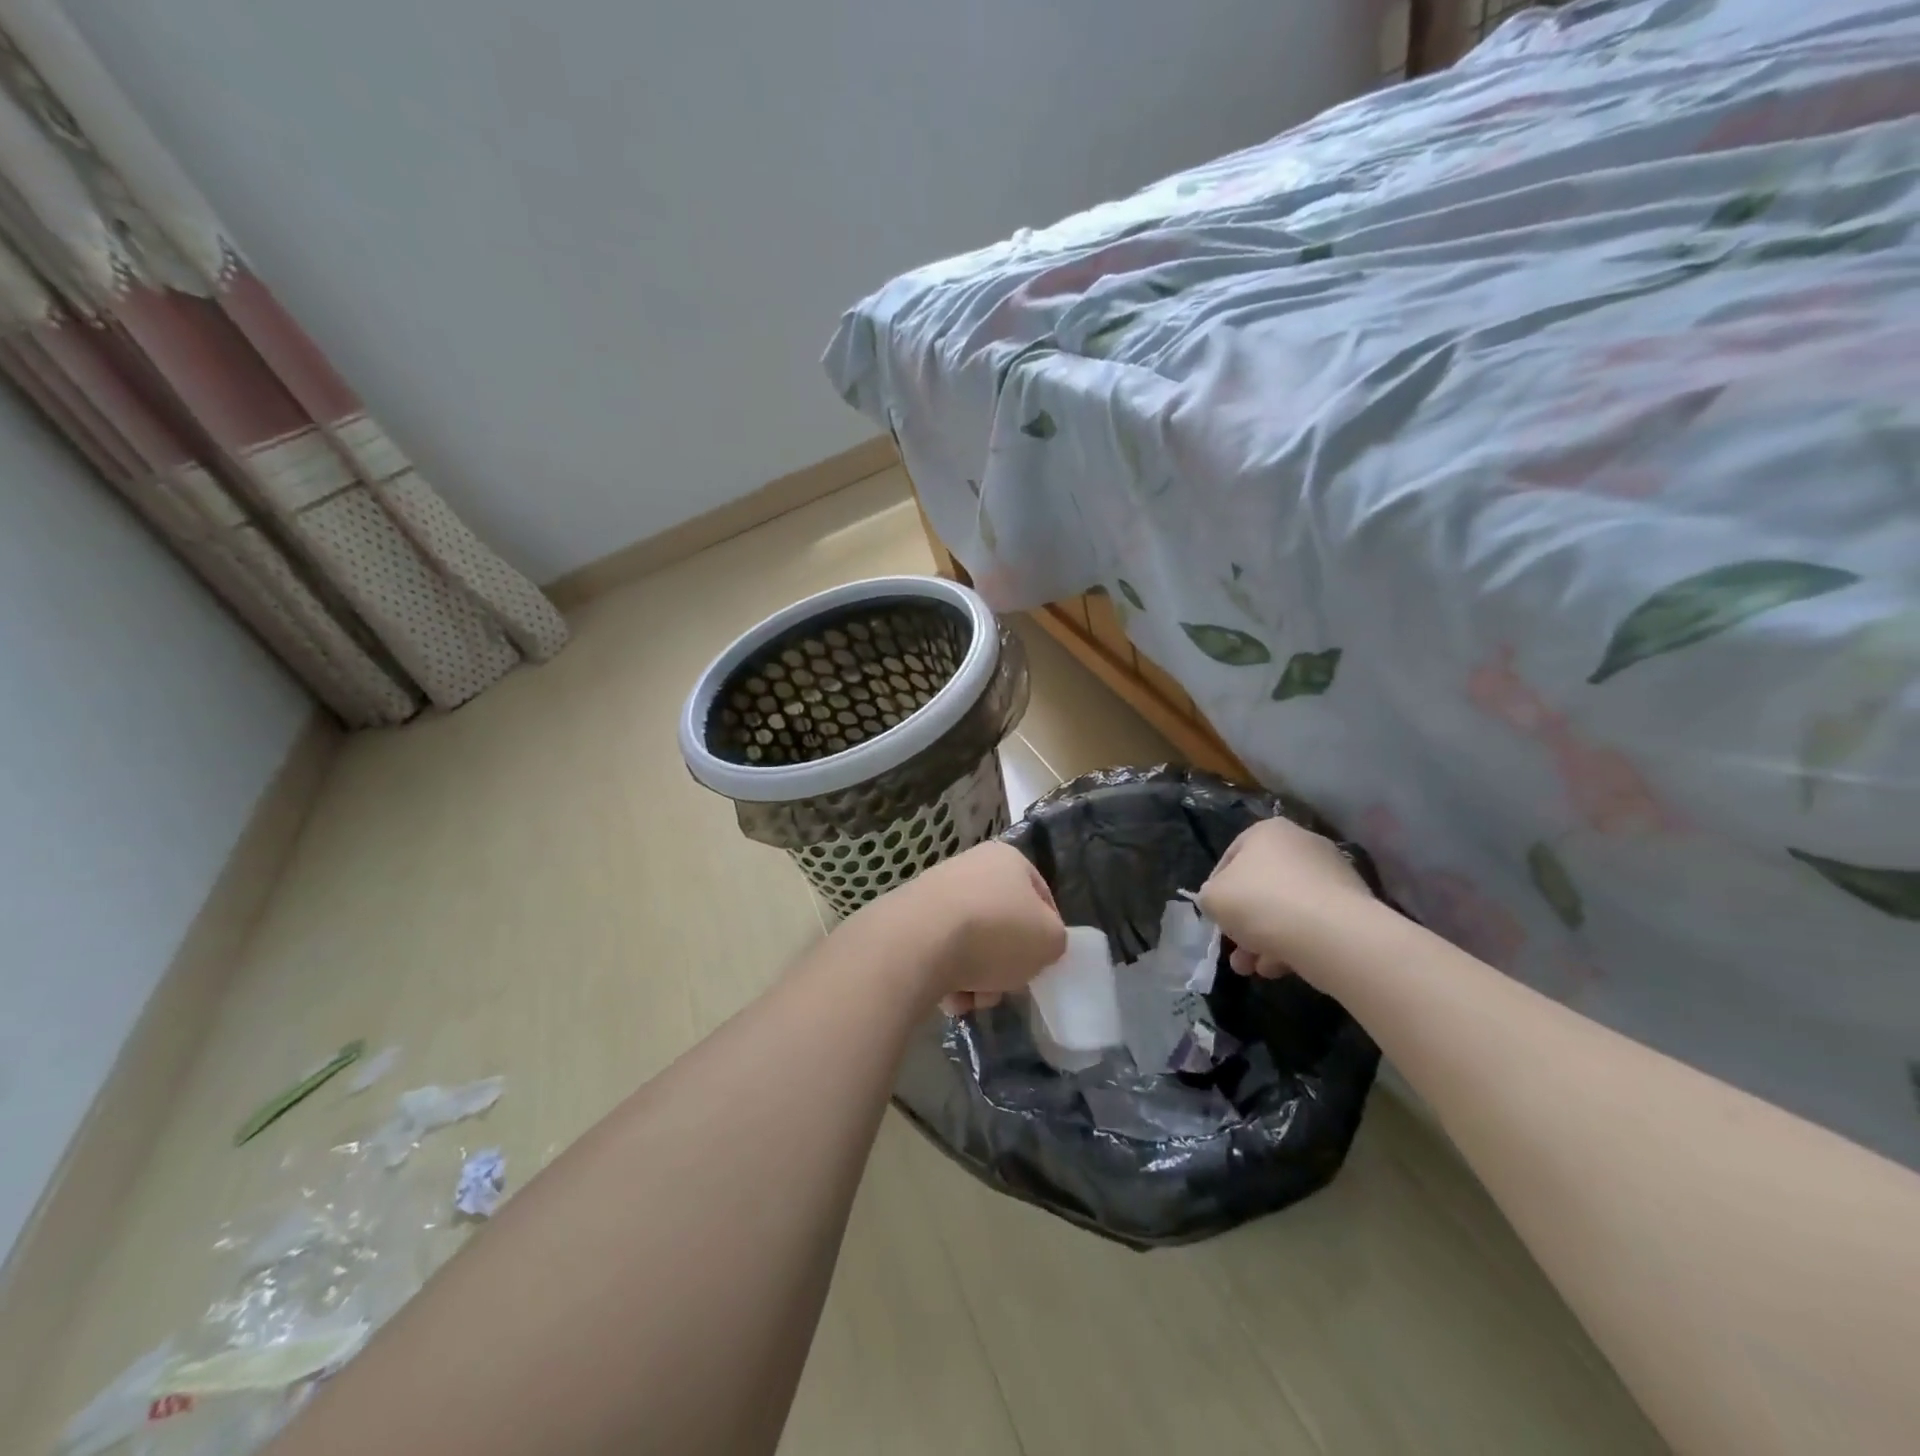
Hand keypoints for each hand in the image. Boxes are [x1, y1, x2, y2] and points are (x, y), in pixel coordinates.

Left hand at [866, 840, 1066, 1014]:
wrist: (919, 941)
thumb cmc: (996, 932)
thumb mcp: (1050, 940)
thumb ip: (1054, 940)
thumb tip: (1038, 945)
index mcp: (1009, 859)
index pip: (1042, 897)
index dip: (1048, 933)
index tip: (1043, 963)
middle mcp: (972, 866)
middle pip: (1003, 924)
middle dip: (1006, 963)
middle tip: (1006, 986)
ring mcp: (936, 891)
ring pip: (972, 944)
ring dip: (978, 977)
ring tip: (972, 998)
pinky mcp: (910, 918)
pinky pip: (940, 954)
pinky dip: (948, 978)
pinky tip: (948, 996)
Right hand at [1197, 817, 1377, 983]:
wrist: (1331, 934)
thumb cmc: (1261, 902)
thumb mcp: (1213, 898)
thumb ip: (1209, 896)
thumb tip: (1218, 902)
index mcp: (1268, 831)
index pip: (1231, 858)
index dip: (1216, 889)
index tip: (1214, 917)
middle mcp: (1303, 844)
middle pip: (1261, 886)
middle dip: (1243, 922)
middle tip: (1234, 950)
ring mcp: (1332, 874)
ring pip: (1287, 908)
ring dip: (1264, 939)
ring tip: (1253, 969)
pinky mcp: (1354, 906)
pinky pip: (1313, 923)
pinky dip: (1295, 943)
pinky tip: (1280, 969)